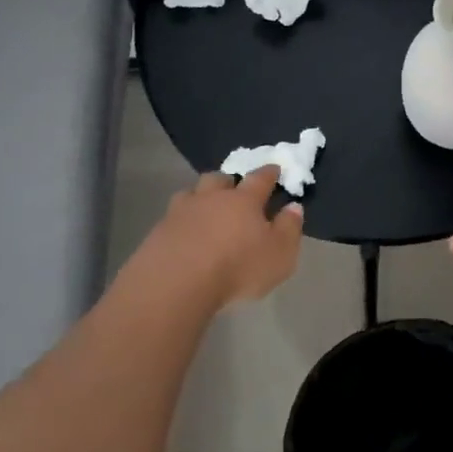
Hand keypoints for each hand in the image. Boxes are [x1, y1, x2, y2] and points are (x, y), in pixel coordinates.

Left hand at [137, 167, 304, 309]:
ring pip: (192, 193)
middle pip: (220, 179)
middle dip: (229, 181)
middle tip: (234, 189)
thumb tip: (293, 206)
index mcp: (244, 200)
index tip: (274, 168)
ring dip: (201, 197)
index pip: (260, 179)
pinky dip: (182, 221)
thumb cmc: (237, 267)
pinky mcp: (159, 230)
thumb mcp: (279, 254)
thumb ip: (289, 229)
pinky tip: (184, 233)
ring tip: (205, 208)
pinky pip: (173, 217)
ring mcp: (181, 211)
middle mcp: (212, 198)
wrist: (177, 282)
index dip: (269, 173)